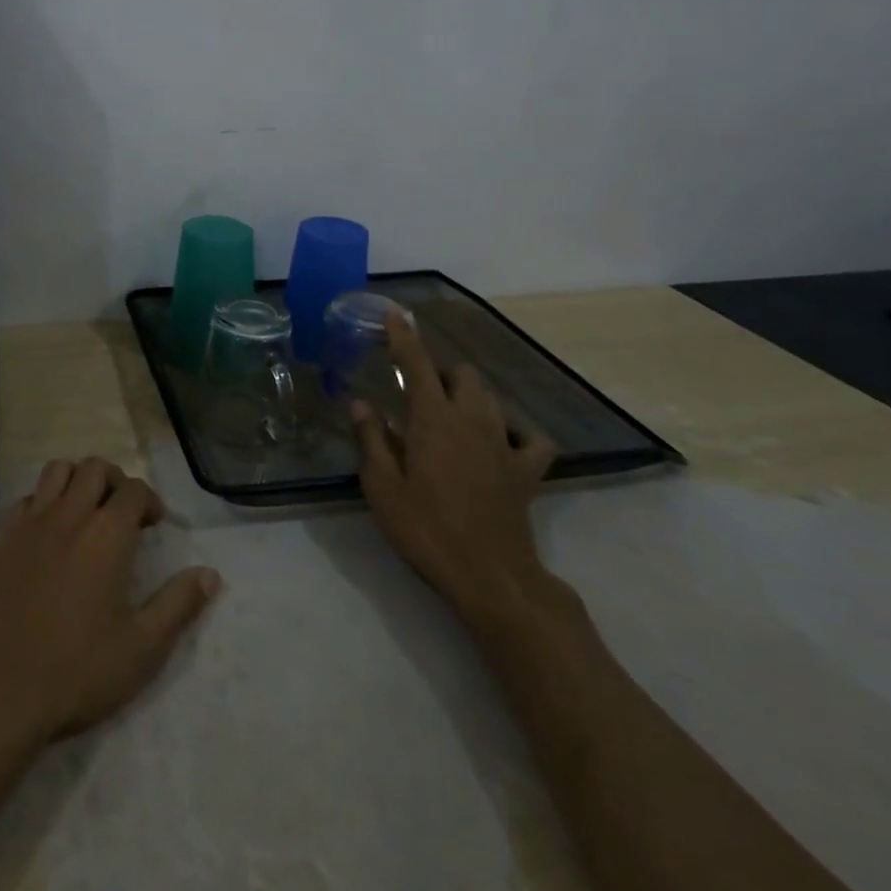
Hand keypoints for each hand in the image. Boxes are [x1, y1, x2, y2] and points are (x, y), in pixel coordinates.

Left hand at [0, 459, 220, 745]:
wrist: (0, 690)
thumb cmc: (78, 670)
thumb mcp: (142, 648)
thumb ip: (178, 605)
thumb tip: (211, 574)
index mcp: (107, 534)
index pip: (134, 490)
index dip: (149, 500)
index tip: (154, 525)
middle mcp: (69, 515)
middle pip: (95, 468)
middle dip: (116, 481)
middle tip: (124, 514)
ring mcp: (32, 523)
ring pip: (58, 471)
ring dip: (78, 480)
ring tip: (87, 511)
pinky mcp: (4, 538)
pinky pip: (28, 497)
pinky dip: (45, 500)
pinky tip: (50, 532)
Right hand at [352, 310, 558, 622]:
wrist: (491, 577)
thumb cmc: (426, 529)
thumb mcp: (382, 488)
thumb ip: (372, 440)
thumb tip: (360, 403)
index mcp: (432, 419)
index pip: (416, 364)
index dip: (403, 336)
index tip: (395, 313)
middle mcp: (471, 420)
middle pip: (461, 374)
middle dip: (439, 371)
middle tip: (417, 391)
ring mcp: (503, 444)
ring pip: (491, 398)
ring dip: (469, 394)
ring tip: (450, 410)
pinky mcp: (526, 471)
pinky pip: (530, 438)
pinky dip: (515, 431)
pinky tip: (501, 439)